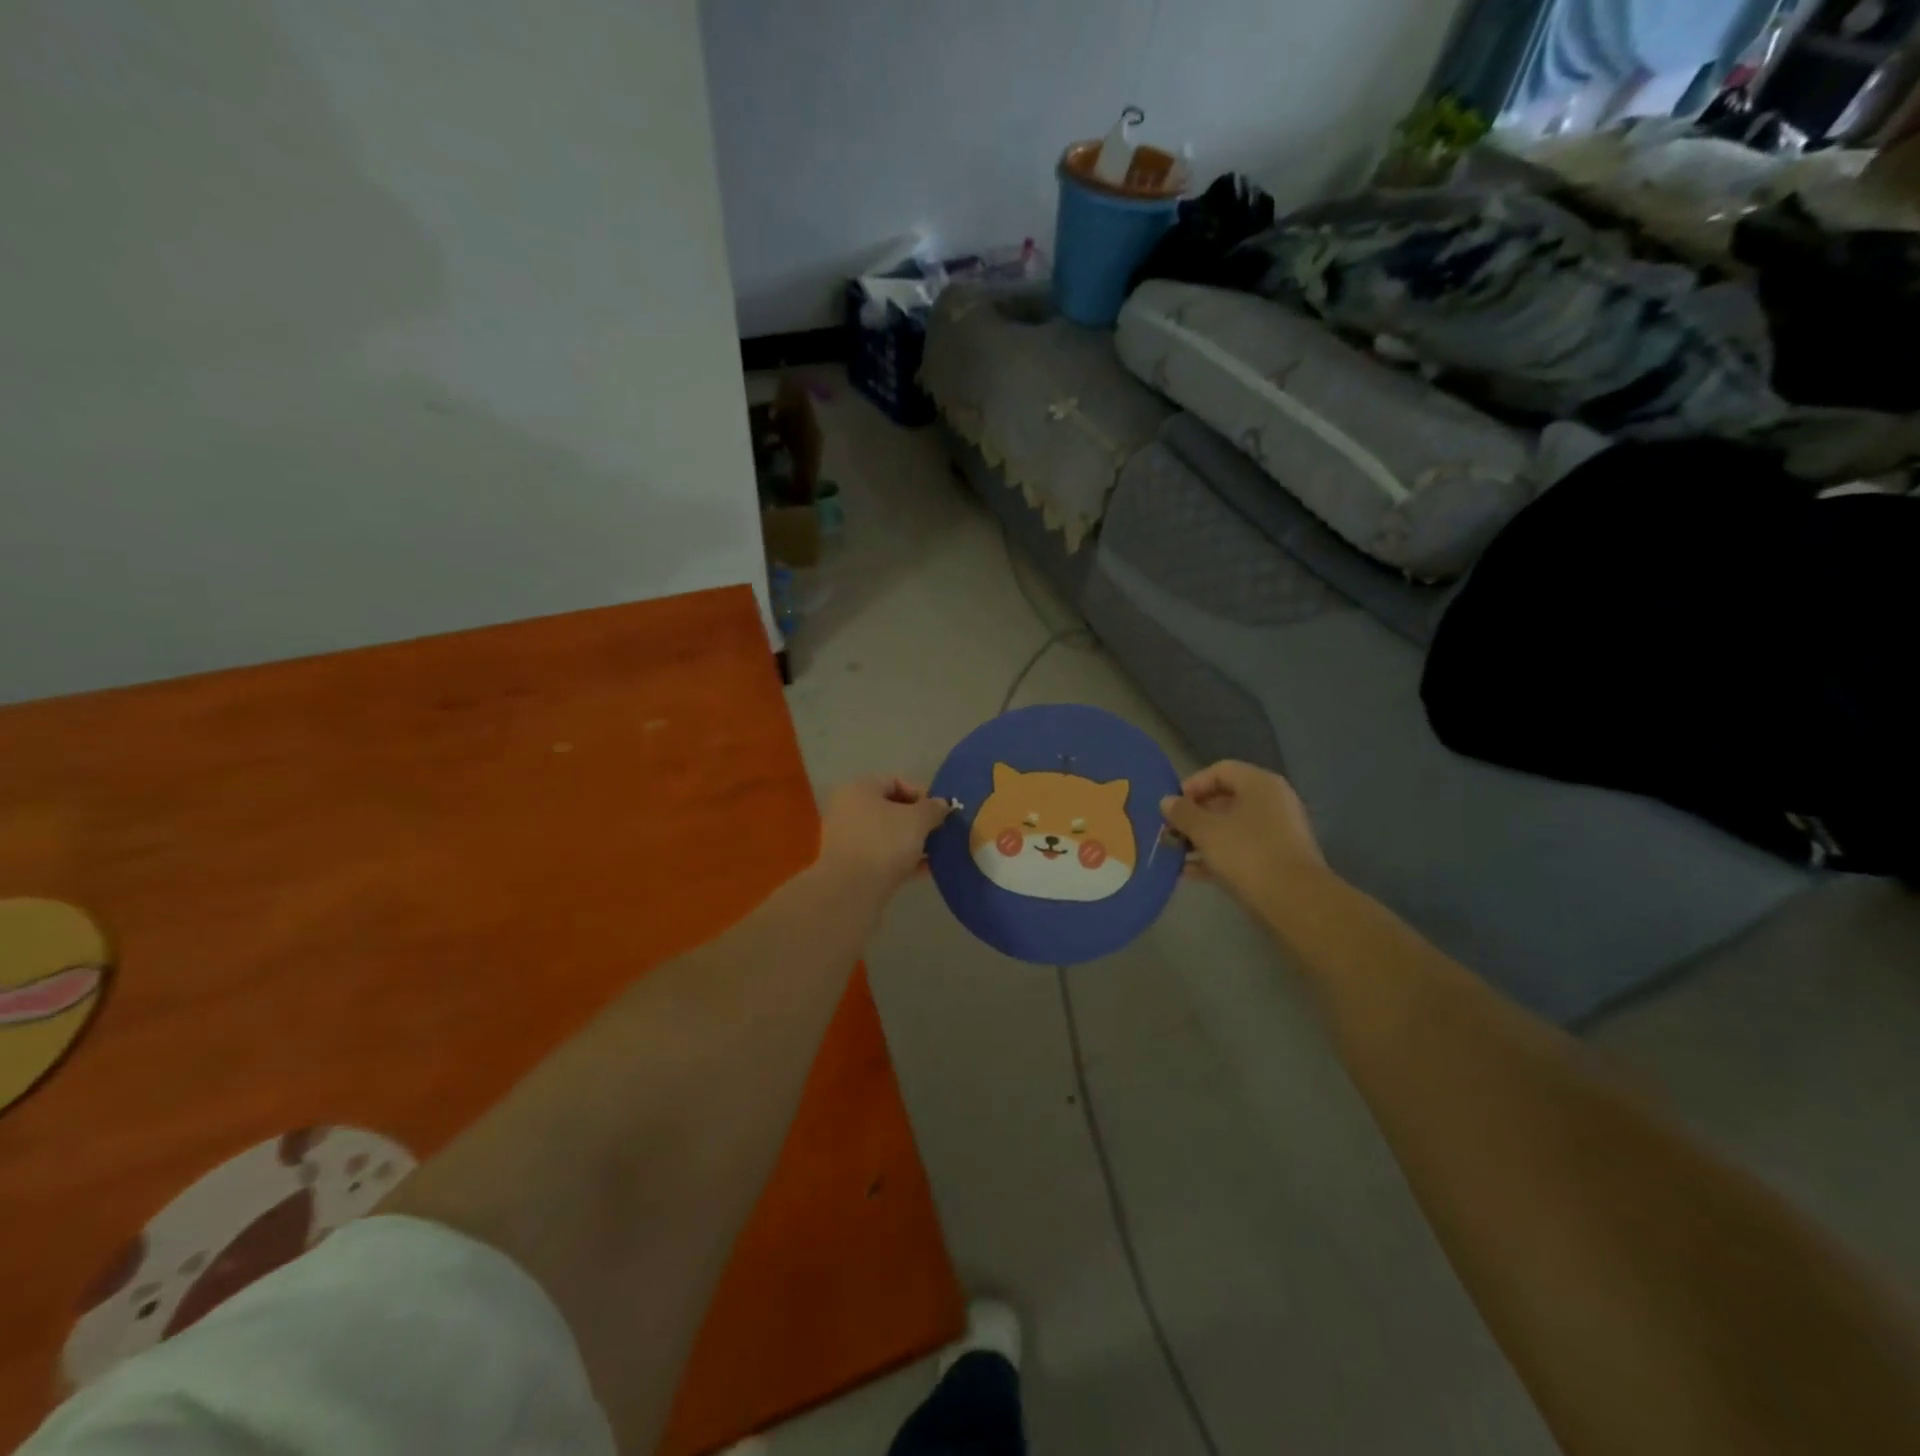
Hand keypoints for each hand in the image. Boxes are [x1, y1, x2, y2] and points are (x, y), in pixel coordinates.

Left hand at [817, 775, 950, 900]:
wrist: (851, 891)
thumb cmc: (884, 843)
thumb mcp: (918, 820)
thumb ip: (933, 808)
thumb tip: (942, 804)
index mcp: (860, 789)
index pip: (896, 782)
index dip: (923, 794)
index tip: (942, 812)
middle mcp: (848, 809)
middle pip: (891, 809)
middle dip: (919, 821)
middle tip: (941, 833)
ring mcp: (847, 839)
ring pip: (887, 834)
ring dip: (913, 842)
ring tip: (936, 853)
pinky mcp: (851, 866)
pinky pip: (882, 855)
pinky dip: (902, 859)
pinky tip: (924, 870)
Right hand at [1161, 761, 1325, 908]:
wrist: (1294, 900)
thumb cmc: (1247, 853)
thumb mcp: (1206, 830)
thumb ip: (1183, 813)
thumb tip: (1167, 801)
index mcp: (1259, 784)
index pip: (1220, 770)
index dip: (1192, 785)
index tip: (1172, 807)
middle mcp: (1272, 801)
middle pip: (1225, 799)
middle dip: (1194, 816)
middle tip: (1171, 832)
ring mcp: (1278, 831)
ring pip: (1231, 827)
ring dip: (1202, 838)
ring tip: (1176, 854)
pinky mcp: (1277, 859)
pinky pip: (1241, 848)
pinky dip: (1217, 856)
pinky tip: (1191, 872)